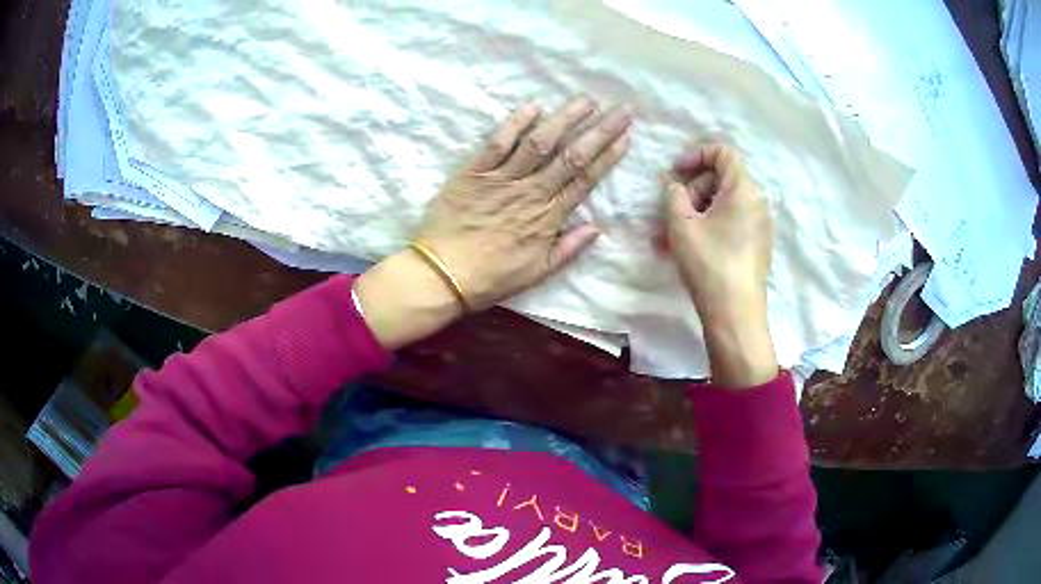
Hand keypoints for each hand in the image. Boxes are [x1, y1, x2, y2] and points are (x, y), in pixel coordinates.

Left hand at [356, 97, 632, 347]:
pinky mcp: (474, 172)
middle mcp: (531, 192)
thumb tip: (598, 228)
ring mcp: (502, 179)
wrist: (443, 275)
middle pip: (572, 156)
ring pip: (540, 143)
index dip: (608, 156)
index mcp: (548, 217)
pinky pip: (497, 144)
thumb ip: (569, 248)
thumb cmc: (492, 277)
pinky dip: (515, 124)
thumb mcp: (538, 273)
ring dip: (565, 119)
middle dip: (600, 131)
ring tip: (586, 100)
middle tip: (622, 109)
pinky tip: (533, 106)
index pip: (585, 179)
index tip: (626, 136)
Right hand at [662, 143, 777, 387]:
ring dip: (693, 214)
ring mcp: (759, 226)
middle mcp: (757, 202)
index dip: (696, 155)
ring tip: (666, 238)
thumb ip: (673, 194)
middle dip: (690, 192)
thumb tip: (674, 185)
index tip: (675, 173)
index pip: (723, 153)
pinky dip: (707, 228)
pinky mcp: (756, 246)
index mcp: (743, 189)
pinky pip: (729, 224)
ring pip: (721, 206)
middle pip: (720, 180)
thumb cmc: (709, 263)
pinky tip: (685, 249)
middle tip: (667, 214)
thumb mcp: (681, 224)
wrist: (735, 314)